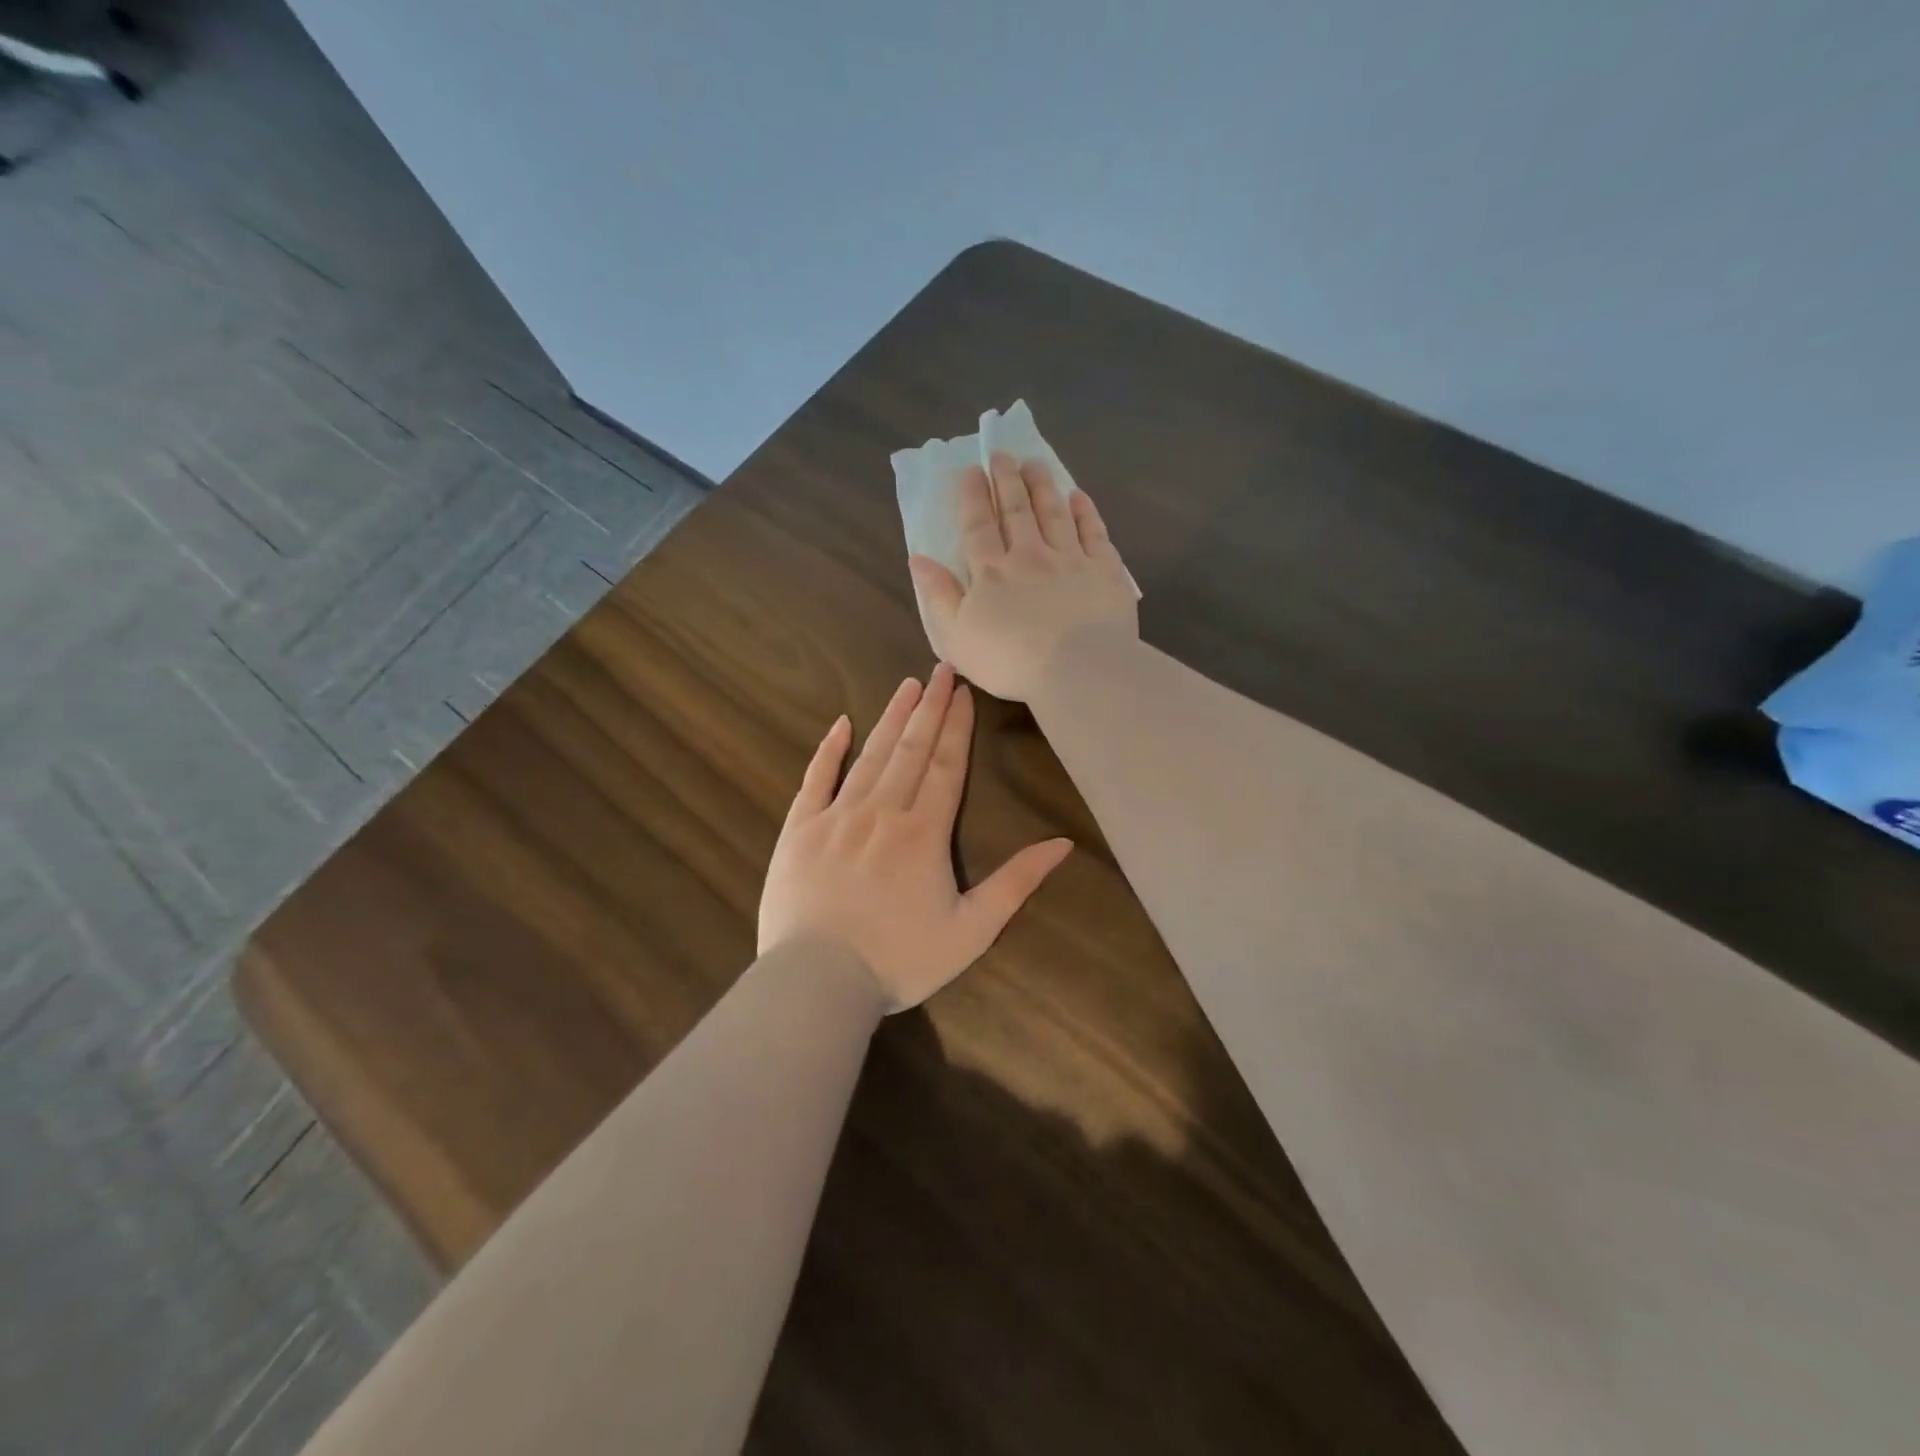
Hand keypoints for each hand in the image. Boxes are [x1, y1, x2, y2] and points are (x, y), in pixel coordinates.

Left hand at [758, 664, 1072, 1010]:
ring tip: (906, 685)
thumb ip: (1016, 884)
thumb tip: (1063, 844)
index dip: (956, 726)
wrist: (817, 982)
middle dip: (928, 708)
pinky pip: (816, 779)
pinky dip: (829, 749)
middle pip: (911, 749)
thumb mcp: (971, 931)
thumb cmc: (900, 960)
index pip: (946, 766)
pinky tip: (842, 723)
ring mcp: (837, 817)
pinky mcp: (800, 830)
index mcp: (924, 833)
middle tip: (940, 670)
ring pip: (870, 755)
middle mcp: (882, 812)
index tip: (962, 692)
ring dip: (891, 718)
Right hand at [908, 453, 1138, 702]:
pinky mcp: (1104, 571)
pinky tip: (1078, 497)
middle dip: (1007, 480)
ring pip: (1054, 513)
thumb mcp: (956, 637)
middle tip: (1003, 454)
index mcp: (992, 573)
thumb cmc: (1010, 661)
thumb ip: (938, 595)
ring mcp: (1070, 560)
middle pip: (1017, 511)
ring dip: (1042, 486)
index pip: (979, 527)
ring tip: (1035, 463)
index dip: (973, 497)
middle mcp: (1030, 556)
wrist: (1078, 669)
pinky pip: (1094, 533)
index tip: (971, 470)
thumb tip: (917, 559)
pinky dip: (1085, 513)